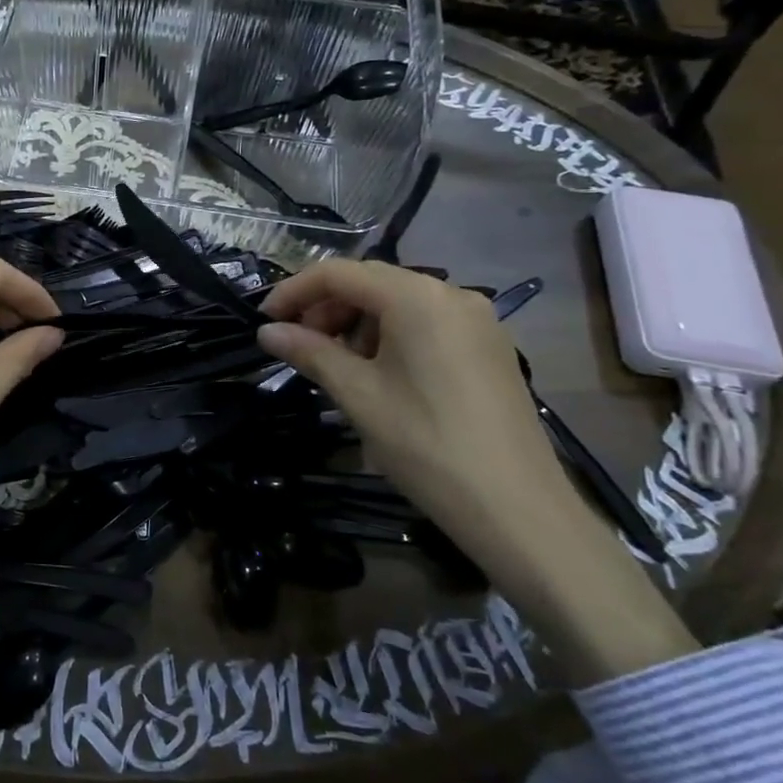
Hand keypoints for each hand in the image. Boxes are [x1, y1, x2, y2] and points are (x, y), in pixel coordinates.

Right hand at [258, 260, 696, 684]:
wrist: (517, 509)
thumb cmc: (426, 444)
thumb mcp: (358, 396)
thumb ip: (310, 353)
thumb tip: (267, 332)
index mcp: (416, 297)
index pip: (339, 273)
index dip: (293, 292)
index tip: (264, 321)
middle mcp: (450, 293)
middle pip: (370, 282)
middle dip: (326, 308)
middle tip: (298, 347)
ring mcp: (476, 319)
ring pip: (398, 303)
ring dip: (356, 323)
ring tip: (336, 365)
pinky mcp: (489, 346)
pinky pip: (426, 323)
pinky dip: (390, 336)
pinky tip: (377, 374)